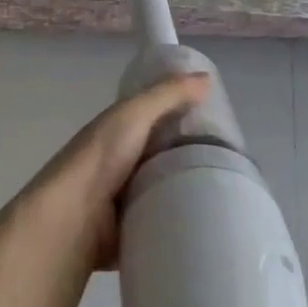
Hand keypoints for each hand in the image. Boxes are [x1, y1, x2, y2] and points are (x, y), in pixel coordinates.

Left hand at [14, 73, 210, 270]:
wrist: (73, 217)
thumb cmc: (101, 157)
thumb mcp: (135, 114)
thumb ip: (168, 95)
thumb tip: (207, 77)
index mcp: (118, 131)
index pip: (156, 118)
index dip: (184, 116)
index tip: (220, 122)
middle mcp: (121, 161)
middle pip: (164, 154)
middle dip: (192, 155)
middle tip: (234, 160)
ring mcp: (125, 198)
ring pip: (165, 188)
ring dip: (187, 189)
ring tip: (228, 189)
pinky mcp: (131, 229)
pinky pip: (161, 220)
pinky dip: (178, 219)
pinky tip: (208, 220)